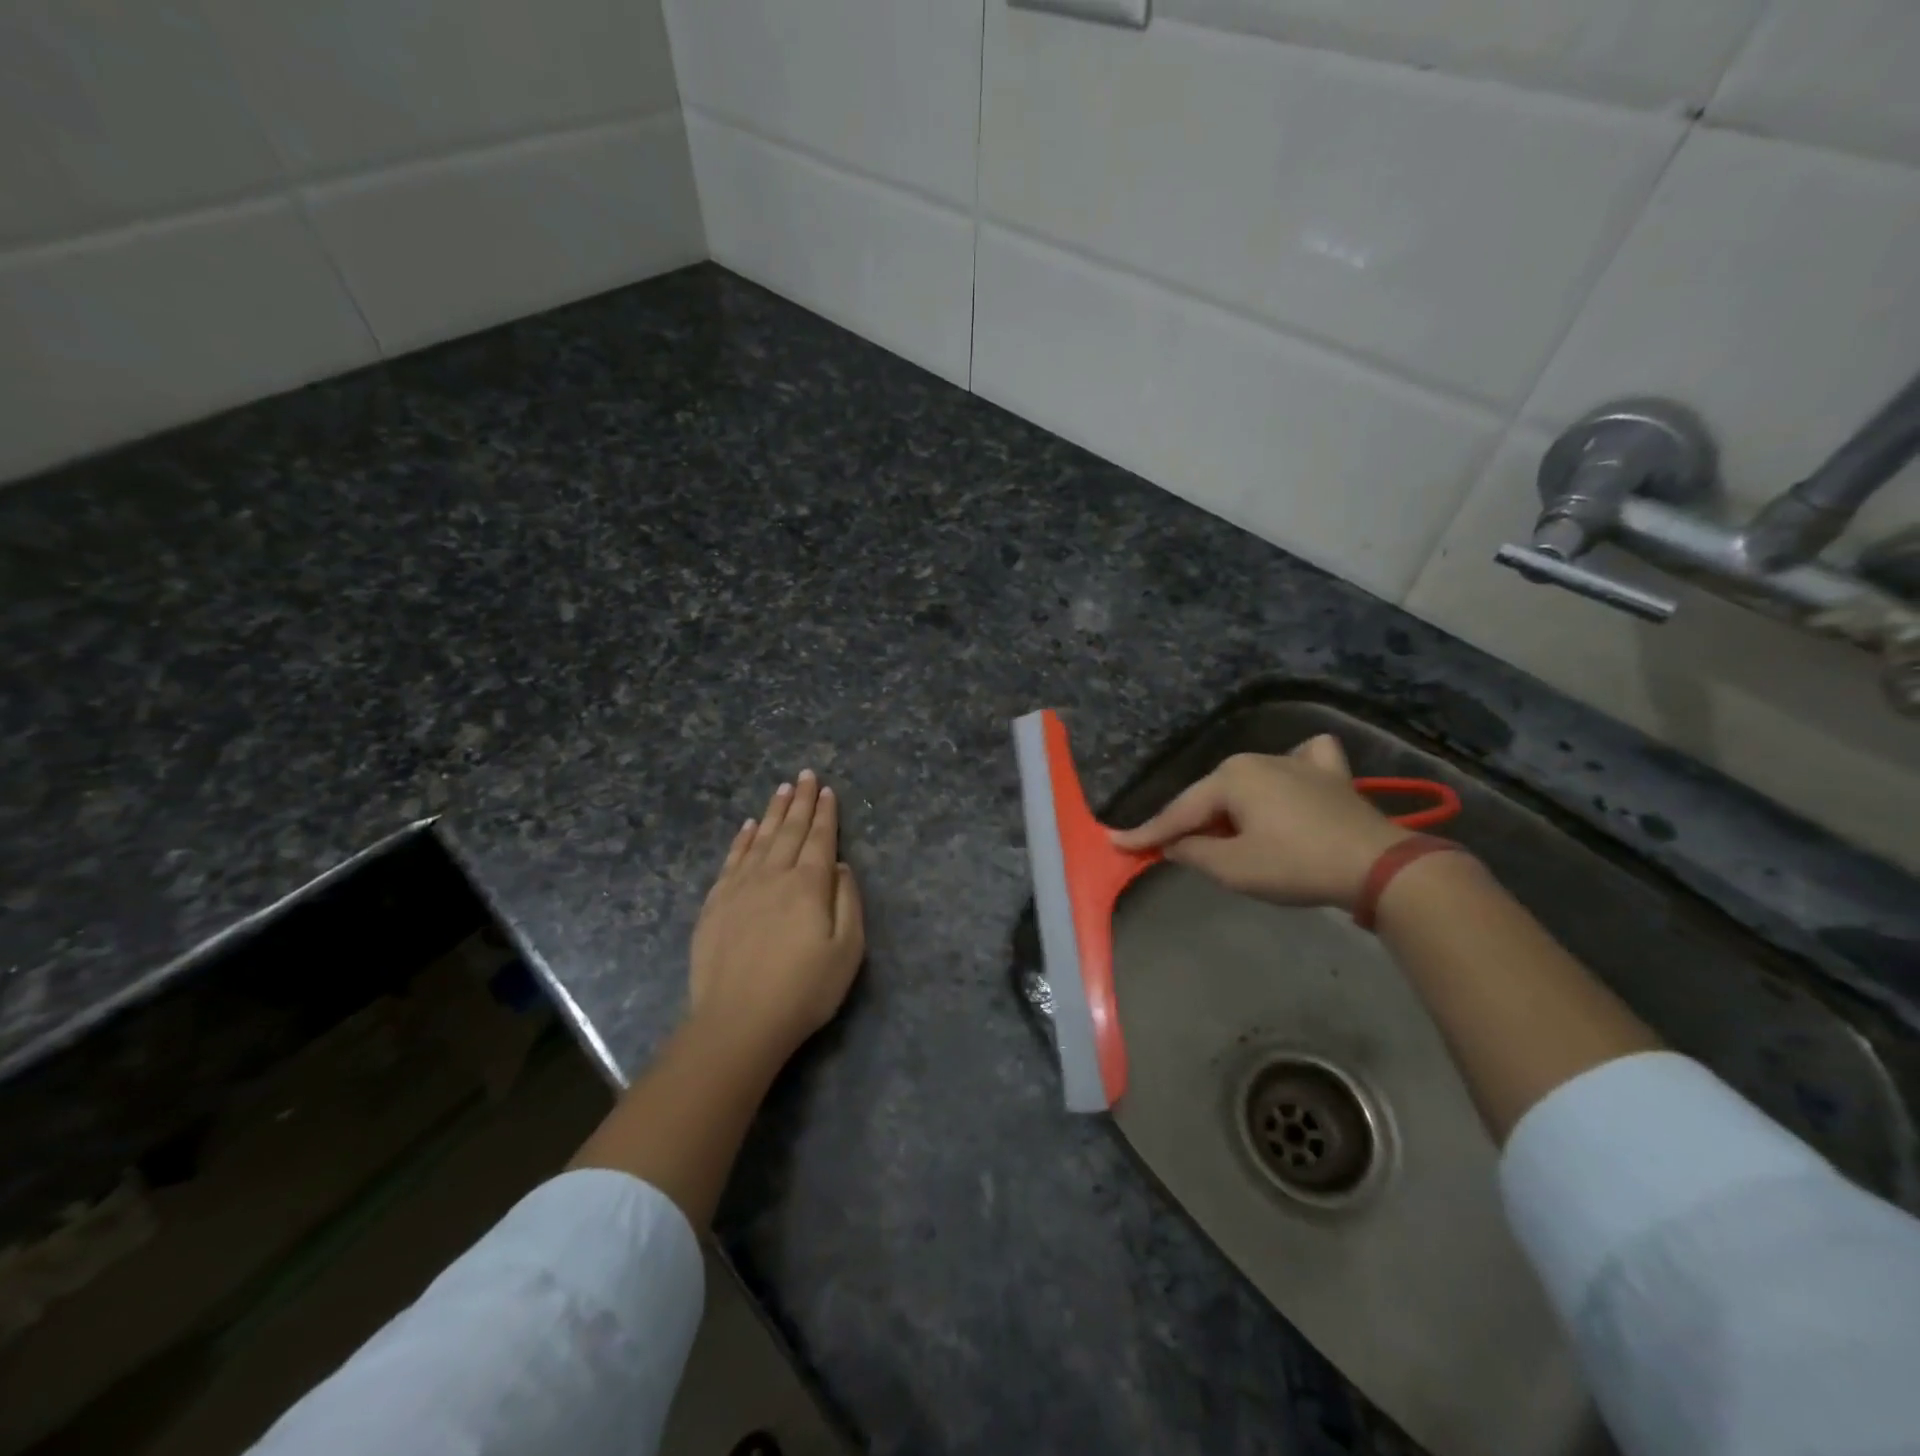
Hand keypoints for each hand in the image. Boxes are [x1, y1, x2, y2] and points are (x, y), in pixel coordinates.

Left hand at [689, 769, 864, 1064]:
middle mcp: (774, 876)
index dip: (825, 813)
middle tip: (805, 775)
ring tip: (782, 789)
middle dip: (801, 801)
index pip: (820, 839)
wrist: (738, 1021)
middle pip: (790, 830)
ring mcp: (740, 887)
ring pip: (761, 839)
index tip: (827, 790)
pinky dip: (743, 839)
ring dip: (773, 812)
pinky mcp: (716, 903)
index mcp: (809, 885)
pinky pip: (732, 859)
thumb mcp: (847, 951)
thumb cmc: (803, 990)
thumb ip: (848, 902)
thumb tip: (839, 866)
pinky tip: (749, 826)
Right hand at [1111, 735, 1410, 909]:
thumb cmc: (1295, 865)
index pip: (1179, 812)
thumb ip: (1193, 853)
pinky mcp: (1331, 773)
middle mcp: (1258, 759)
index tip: (1116, 843)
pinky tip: (1292, 781)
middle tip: (1179, 850)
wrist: (1378, 866)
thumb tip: (1173, 844)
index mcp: (1230, 777)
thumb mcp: (1233, 869)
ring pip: (1249, 780)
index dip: (1147, 833)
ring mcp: (1298, 761)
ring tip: (1234, 833)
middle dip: (1195, 822)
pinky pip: (1301, 761)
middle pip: (1211, 795)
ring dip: (1235, 806)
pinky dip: (1290, 771)